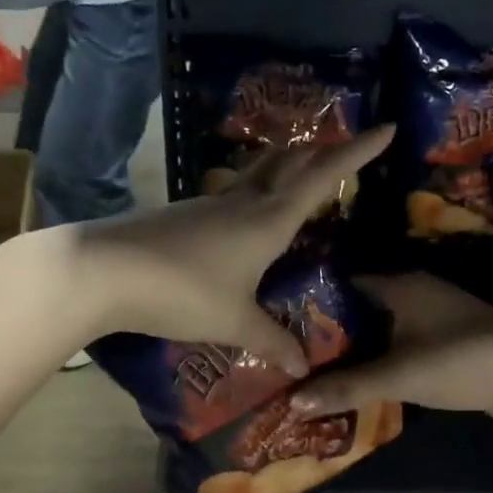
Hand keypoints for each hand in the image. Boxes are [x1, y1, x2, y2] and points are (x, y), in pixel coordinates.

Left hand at [72, 126, 393, 373]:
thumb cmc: (181, 291)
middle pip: (288, 162)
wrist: (103, 270)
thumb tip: (302, 366)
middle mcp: (242, 202)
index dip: (358, 152)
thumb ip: (270, 341)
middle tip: (344, 149)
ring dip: (285, 169)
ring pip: (258, 175)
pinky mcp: (183, 216)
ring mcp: (209, 205)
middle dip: (321, 151)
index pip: (323, 177)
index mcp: (268, 220)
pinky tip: (246, 222)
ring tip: (301, 180)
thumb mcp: (233, 322)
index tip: (388, 127)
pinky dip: (253, 196)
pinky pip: (231, 198)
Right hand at [290, 272, 492, 429]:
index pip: (345, 282)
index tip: (282, 321)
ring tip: (317, 369)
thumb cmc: (461, 363)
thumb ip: (346, 387)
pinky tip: (363, 380)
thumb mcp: (398, 376)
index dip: (313, 301)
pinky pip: (403, 344)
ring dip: (358, 348)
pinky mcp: (451, 342)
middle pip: (362, 308)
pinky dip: (383, 359)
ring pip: (384, 328)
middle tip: (293, 353)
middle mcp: (418, 291)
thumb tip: (292, 403)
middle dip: (331, 331)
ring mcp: (438, 316)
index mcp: (402, 284)